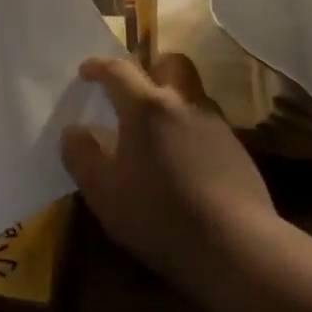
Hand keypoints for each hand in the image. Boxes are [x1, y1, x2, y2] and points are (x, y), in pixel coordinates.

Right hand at [60, 55, 276, 283]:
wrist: (236, 247)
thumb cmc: (158, 213)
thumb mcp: (103, 191)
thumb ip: (81, 155)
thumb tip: (74, 131)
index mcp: (146, 107)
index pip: (118, 70)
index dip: (99, 67)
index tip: (86, 72)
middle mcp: (184, 104)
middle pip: (170, 64)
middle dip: (150, 68)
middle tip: (132, 91)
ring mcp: (216, 126)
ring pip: (191, 96)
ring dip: (172, 103)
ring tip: (156, 133)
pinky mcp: (238, 152)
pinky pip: (206, 126)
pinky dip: (189, 132)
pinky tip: (182, 162)